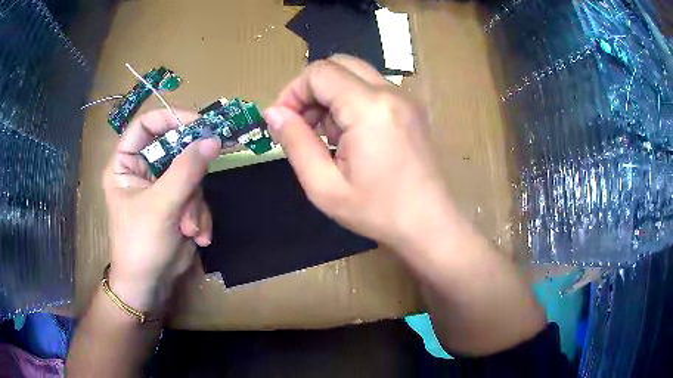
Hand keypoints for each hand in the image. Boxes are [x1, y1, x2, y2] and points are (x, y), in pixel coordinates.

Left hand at [102, 109, 220, 311]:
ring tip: (190, 227)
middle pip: (175, 150)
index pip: (146, 125)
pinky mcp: (178, 204)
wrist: (150, 285)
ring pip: (191, 176)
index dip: (171, 118)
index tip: (200, 124)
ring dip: (195, 204)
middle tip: (203, 183)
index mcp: (126, 163)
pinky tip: (197, 235)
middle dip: (190, 175)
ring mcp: (162, 187)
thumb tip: (213, 139)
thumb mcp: (162, 205)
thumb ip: (187, 170)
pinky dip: (200, 215)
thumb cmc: (141, 243)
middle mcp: (144, 170)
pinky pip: (197, 196)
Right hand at [264, 55, 452, 253]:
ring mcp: (406, 98)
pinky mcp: (412, 109)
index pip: (319, 72)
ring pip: (355, 76)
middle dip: (311, 90)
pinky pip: (372, 90)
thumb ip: (295, 143)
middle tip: (303, 127)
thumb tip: (273, 113)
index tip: (284, 122)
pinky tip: (351, 138)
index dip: (292, 92)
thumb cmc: (378, 211)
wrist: (431, 224)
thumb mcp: (325, 186)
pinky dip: (351, 103)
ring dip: (331, 98)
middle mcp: (391, 92)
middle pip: (338, 65)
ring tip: (328, 139)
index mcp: (369, 107)